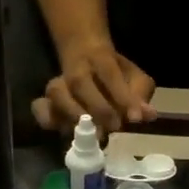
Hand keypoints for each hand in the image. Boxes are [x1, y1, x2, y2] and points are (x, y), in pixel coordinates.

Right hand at [31, 45, 155, 135]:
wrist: (84, 54)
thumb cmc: (115, 73)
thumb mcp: (134, 78)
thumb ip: (140, 95)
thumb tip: (148, 116)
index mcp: (100, 58)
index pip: (110, 74)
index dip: (123, 96)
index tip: (135, 119)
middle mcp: (75, 68)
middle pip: (80, 83)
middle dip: (98, 108)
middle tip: (114, 127)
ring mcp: (58, 84)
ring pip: (57, 94)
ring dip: (74, 115)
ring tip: (92, 133)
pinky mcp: (47, 100)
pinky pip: (40, 108)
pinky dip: (47, 119)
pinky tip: (63, 130)